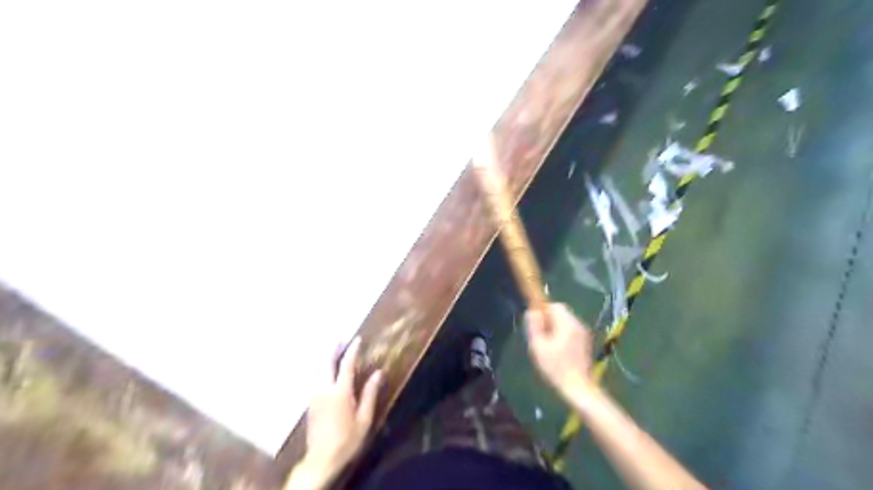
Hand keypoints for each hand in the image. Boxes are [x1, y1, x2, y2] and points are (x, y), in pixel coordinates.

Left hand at [294, 334, 382, 487]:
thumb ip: (370, 393)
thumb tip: (379, 372)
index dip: (352, 350)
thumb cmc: (347, 440)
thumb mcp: (364, 419)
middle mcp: (324, 389)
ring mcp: (314, 395)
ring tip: (333, 348)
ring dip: (325, 356)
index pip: (347, 365)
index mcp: (340, 392)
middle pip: (327, 362)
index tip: (358, 338)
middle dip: (334, 348)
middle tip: (341, 337)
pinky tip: (324, 367)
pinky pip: (315, 377)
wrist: (321, 460)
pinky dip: (320, 367)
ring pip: (318, 369)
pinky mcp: (310, 402)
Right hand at [524, 302, 593, 401]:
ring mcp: (583, 334)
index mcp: (567, 324)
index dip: (543, 312)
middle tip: (541, 338)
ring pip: (565, 322)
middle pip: (561, 313)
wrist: (578, 388)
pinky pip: (571, 331)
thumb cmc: (556, 368)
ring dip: (555, 329)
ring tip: (548, 347)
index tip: (537, 326)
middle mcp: (578, 325)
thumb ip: (534, 326)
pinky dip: (562, 335)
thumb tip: (532, 312)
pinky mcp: (585, 343)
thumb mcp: (538, 347)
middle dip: (549, 321)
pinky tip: (558, 352)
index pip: (554, 306)